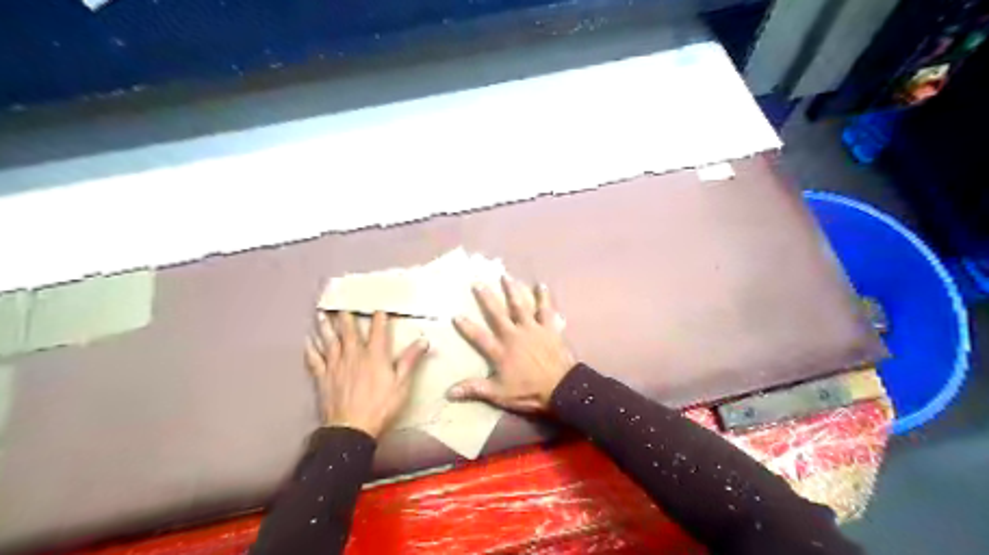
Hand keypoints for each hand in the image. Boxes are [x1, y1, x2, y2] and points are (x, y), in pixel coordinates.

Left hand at [305, 311, 429, 436]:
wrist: (351, 428)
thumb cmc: (381, 406)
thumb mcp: (402, 384)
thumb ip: (410, 360)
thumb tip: (424, 341)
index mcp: (375, 356)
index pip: (378, 331)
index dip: (379, 317)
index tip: (379, 307)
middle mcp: (354, 355)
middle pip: (349, 331)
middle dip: (346, 316)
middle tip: (342, 303)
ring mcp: (336, 365)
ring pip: (329, 341)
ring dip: (326, 327)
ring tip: (322, 314)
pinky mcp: (323, 377)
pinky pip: (315, 359)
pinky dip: (310, 349)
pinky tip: (307, 341)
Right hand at [447, 277, 576, 411]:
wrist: (561, 387)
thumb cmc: (529, 392)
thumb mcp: (499, 393)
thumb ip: (475, 389)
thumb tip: (449, 392)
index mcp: (501, 351)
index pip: (479, 336)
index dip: (467, 326)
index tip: (456, 315)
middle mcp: (514, 335)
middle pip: (497, 314)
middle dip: (487, 298)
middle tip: (478, 283)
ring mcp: (532, 329)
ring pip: (520, 306)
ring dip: (512, 290)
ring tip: (506, 276)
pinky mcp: (549, 328)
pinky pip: (546, 310)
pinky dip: (543, 297)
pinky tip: (541, 285)